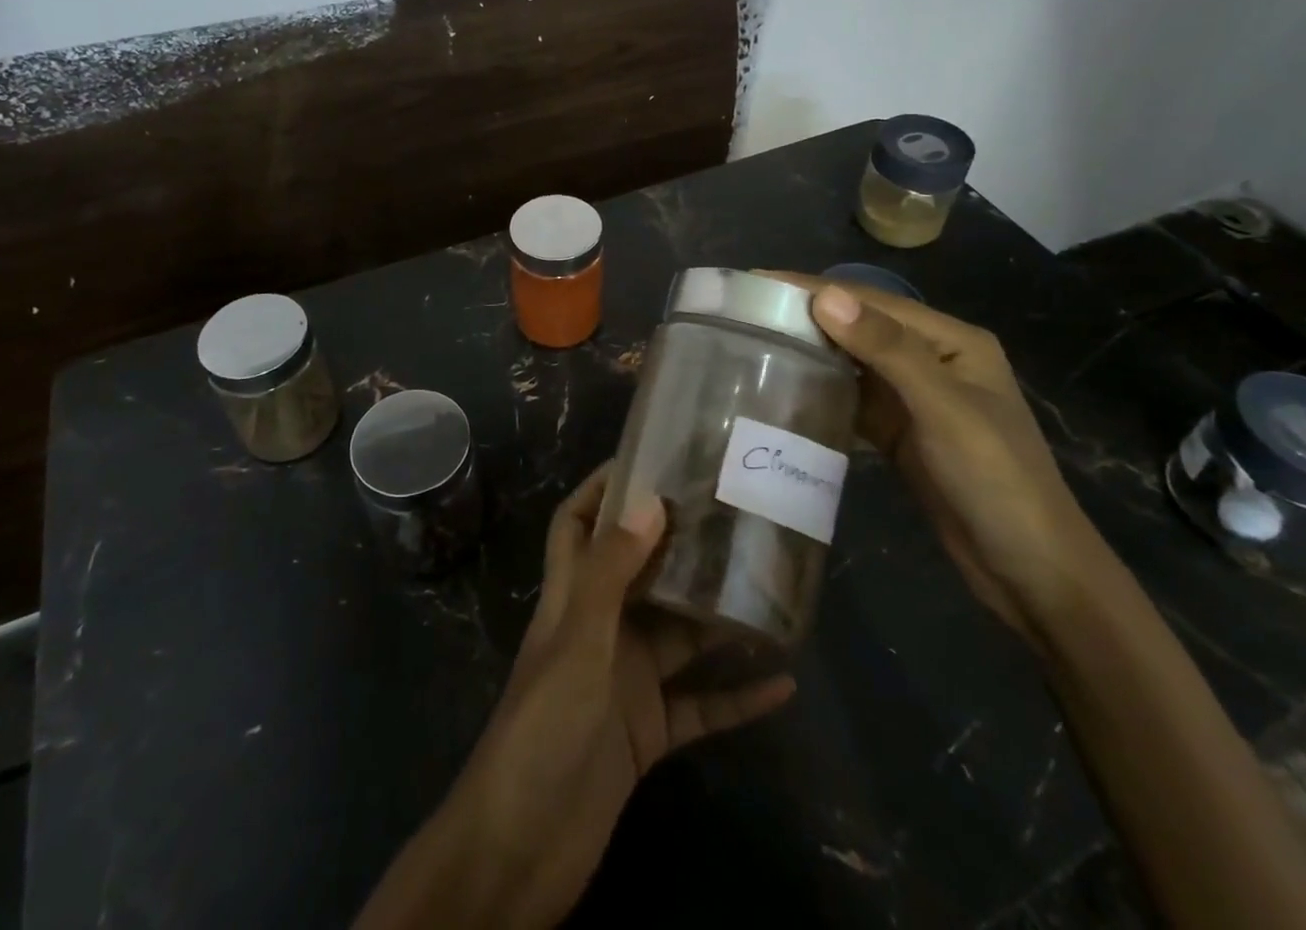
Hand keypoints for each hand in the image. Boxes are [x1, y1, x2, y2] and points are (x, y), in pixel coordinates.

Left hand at [355, 465, 794, 929]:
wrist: (521, 847)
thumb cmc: (543, 727)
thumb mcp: (579, 641)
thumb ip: (612, 572)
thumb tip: (650, 500)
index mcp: (571, 597)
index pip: (577, 523)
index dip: (602, 487)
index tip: (648, 457)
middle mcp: (600, 628)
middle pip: (640, 572)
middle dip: (676, 542)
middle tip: (730, 511)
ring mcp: (625, 681)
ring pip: (679, 635)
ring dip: (717, 616)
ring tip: (768, 584)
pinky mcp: (649, 734)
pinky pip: (701, 705)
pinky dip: (737, 696)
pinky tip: (783, 683)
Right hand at [766, 274, 1117, 648]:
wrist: (1031, 573)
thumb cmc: (997, 480)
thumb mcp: (944, 409)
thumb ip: (887, 350)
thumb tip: (826, 296)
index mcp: (951, 341)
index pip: (872, 302)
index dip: (815, 288)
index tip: (757, 279)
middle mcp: (932, 360)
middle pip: (859, 327)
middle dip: (806, 314)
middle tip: (744, 309)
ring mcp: (915, 398)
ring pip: (852, 362)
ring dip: (810, 350)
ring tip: (753, 340)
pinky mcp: (900, 432)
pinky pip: (853, 399)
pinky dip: (822, 390)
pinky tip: (786, 388)